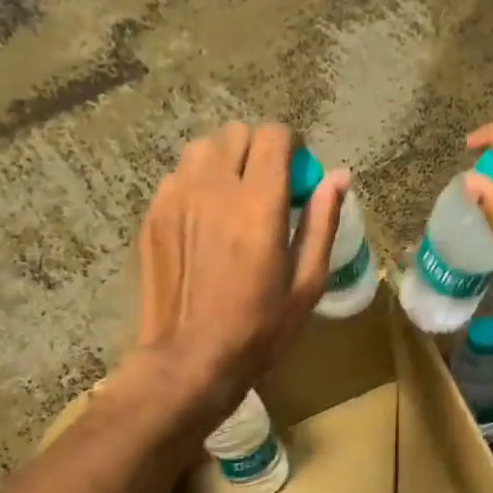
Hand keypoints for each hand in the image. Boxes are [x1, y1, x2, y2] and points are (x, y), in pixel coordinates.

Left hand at [128, 122, 346, 427]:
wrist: (189, 359)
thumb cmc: (259, 327)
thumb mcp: (307, 281)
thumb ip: (323, 221)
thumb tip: (339, 176)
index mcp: (257, 205)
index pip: (273, 137)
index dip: (292, 147)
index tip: (298, 173)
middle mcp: (213, 189)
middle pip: (236, 133)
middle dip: (259, 150)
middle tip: (269, 186)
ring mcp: (175, 198)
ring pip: (202, 147)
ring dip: (225, 160)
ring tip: (234, 196)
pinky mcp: (152, 214)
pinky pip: (178, 175)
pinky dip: (198, 182)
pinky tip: (205, 218)